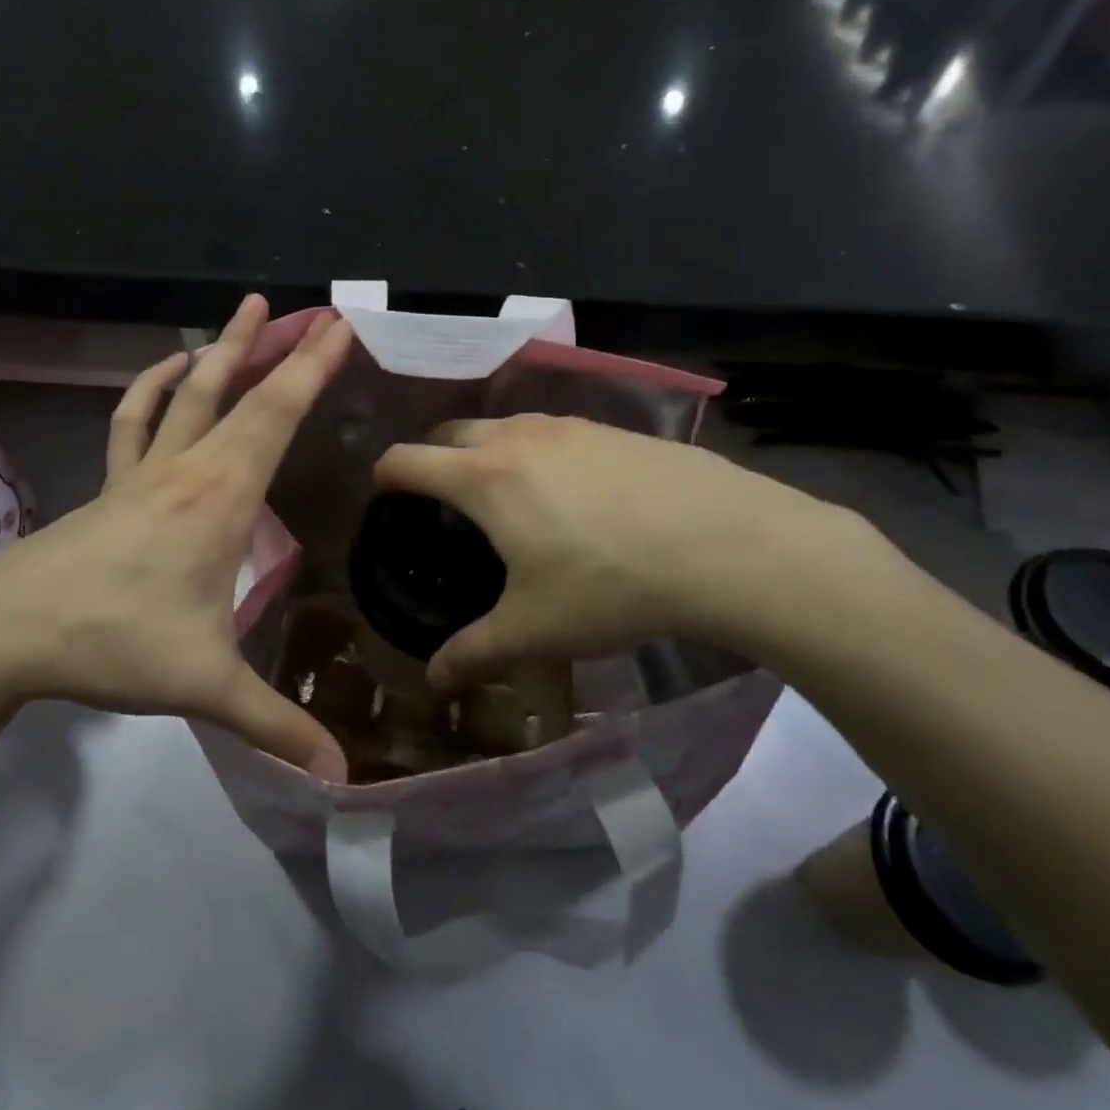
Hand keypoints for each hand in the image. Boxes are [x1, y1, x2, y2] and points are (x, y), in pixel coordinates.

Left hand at [0, 295, 351, 780]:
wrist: (0, 634)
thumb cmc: (111, 644)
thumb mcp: (204, 686)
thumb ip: (274, 725)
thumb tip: (340, 777)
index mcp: (219, 499)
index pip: (275, 417)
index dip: (311, 370)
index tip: (338, 327)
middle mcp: (185, 471)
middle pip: (237, 393)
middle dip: (279, 350)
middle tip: (309, 311)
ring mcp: (141, 475)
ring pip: (186, 396)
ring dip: (218, 354)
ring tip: (240, 315)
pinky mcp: (110, 488)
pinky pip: (136, 423)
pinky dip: (153, 392)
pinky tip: (166, 375)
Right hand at [374, 415, 892, 689]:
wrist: (725, 544)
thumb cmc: (610, 585)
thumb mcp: (534, 630)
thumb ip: (473, 653)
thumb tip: (433, 684)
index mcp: (484, 478)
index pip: (408, 459)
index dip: (385, 476)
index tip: (383, 497)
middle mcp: (519, 437)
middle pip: (452, 432)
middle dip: (434, 458)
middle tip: (441, 501)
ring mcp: (570, 425)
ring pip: (506, 425)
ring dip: (488, 451)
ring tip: (505, 495)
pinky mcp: (614, 429)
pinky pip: (554, 432)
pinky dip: (538, 452)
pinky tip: (570, 493)